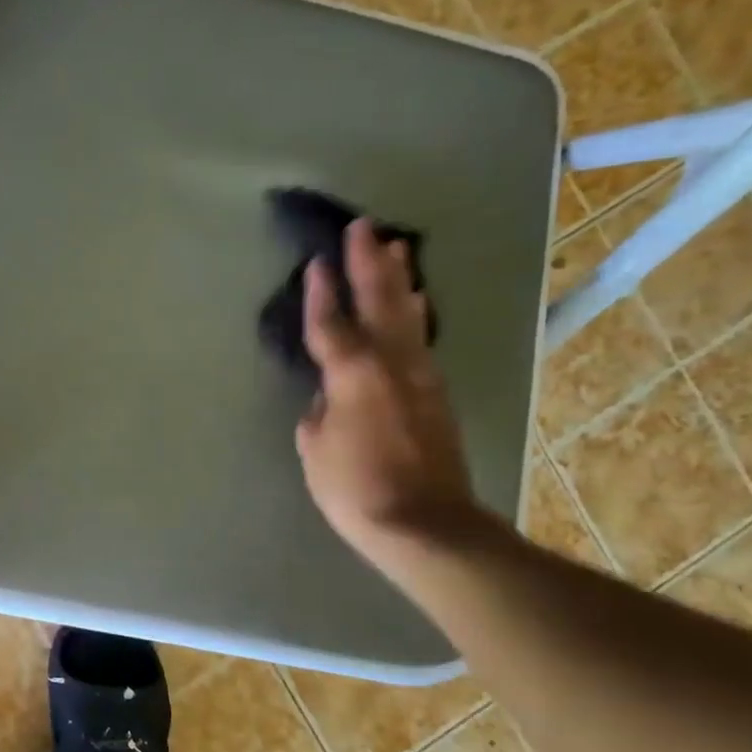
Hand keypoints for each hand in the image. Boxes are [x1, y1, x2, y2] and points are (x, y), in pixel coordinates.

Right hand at [296, 219, 476, 569]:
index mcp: (353, 374)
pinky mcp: (436, 395)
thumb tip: (328, 396)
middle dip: (369, 264)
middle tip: (364, 227)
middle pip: (380, 303)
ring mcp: (420, 377)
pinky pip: (420, 341)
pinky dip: (414, 315)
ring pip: (408, 316)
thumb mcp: (316, 449)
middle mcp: (391, 364)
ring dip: (400, 280)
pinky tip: (415, 304)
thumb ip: (318, 411)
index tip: (317, 261)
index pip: (331, 324)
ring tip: (397, 249)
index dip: (321, 293)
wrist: (425, 524)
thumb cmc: (356, 488)